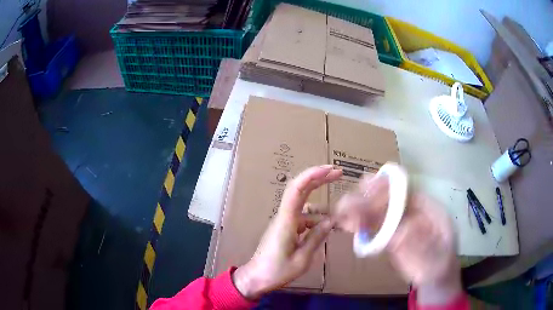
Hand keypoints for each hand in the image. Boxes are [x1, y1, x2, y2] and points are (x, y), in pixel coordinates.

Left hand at [233, 165, 341, 299]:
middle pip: (300, 190)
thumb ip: (315, 239)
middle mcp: (285, 216)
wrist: (256, 278)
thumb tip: (330, 222)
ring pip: (305, 207)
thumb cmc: (276, 271)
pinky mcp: (286, 228)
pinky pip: (304, 218)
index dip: (313, 175)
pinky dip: (317, 220)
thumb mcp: (302, 259)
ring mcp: (285, 222)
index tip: (331, 170)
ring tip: (340, 216)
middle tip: (339, 173)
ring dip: (323, 208)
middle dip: (319, 179)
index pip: (297, 189)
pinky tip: (327, 228)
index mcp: (287, 221)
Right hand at [335, 173, 461, 304]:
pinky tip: (347, 224)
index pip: (408, 192)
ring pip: (379, 210)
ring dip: (360, 208)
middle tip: (350, 201)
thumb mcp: (438, 257)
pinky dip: (360, 223)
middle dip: (369, 196)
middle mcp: (413, 211)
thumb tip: (401, 232)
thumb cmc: (441, 265)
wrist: (435, 278)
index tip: (369, 192)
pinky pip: (374, 226)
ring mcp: (401, 222)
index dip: (389, 190)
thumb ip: (423, 246)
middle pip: (390, 197)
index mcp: (429, 209)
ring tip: (342, 211)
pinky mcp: (390, 235)